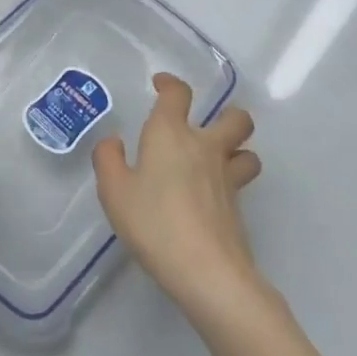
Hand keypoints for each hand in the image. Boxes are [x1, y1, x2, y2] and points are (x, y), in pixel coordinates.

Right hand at [93, 73, 261, 313]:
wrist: (207, 271)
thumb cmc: (154, 222)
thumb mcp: (114, 191)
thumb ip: (108, 160)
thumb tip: (114, 143)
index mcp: (170, 134)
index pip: (178, 94)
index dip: (170, 84)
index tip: (161, 85)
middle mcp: (205, 147)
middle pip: (235, 118)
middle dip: (227, 114)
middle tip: (208, 125)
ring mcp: (227, 178)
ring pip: (248, 151)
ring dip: (237, 149)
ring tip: (218, 160)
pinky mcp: (238, 207)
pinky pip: (240, 182)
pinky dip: (230, 182)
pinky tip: (210, 198)